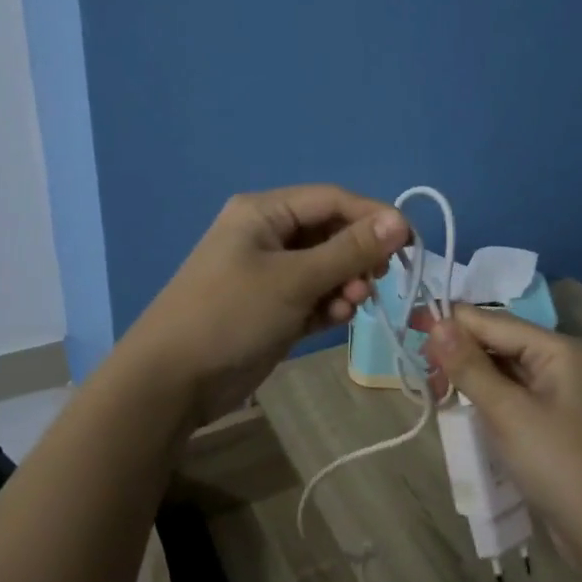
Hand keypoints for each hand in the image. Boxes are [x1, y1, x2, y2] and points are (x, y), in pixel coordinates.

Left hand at [127, 185, 410, 429]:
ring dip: (346, 283)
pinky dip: (330, 303)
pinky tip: (337, 319)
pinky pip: (314, 295)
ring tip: (352, 305)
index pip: (332, 199)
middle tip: (378, 280)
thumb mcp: (294, 279)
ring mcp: (269, 273)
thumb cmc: (231, 315)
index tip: (408, 242)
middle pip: (330, 232)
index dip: (373, 216)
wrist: (172, 382)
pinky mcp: (273, 308)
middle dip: (357, 256)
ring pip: (326, 267)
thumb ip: (349, 250)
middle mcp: (268, 235)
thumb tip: (400, 222)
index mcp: (264, 212)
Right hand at [424, 306, 581, 551]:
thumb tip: (436, 322)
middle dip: (458, 350)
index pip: (493, 321)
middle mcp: (558, 360)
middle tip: (420, 369)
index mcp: (556, 348)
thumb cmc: (558, 464)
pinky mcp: (549, 418)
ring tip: (434, 389)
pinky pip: (508, 393)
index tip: (410, 329)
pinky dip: (483, 396)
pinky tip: (459, 405)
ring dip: (468, 374)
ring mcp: (555, 391)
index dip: (451, 323)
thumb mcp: (507, 413)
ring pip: (500, 368)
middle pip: (497, 341)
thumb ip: (469, 366)